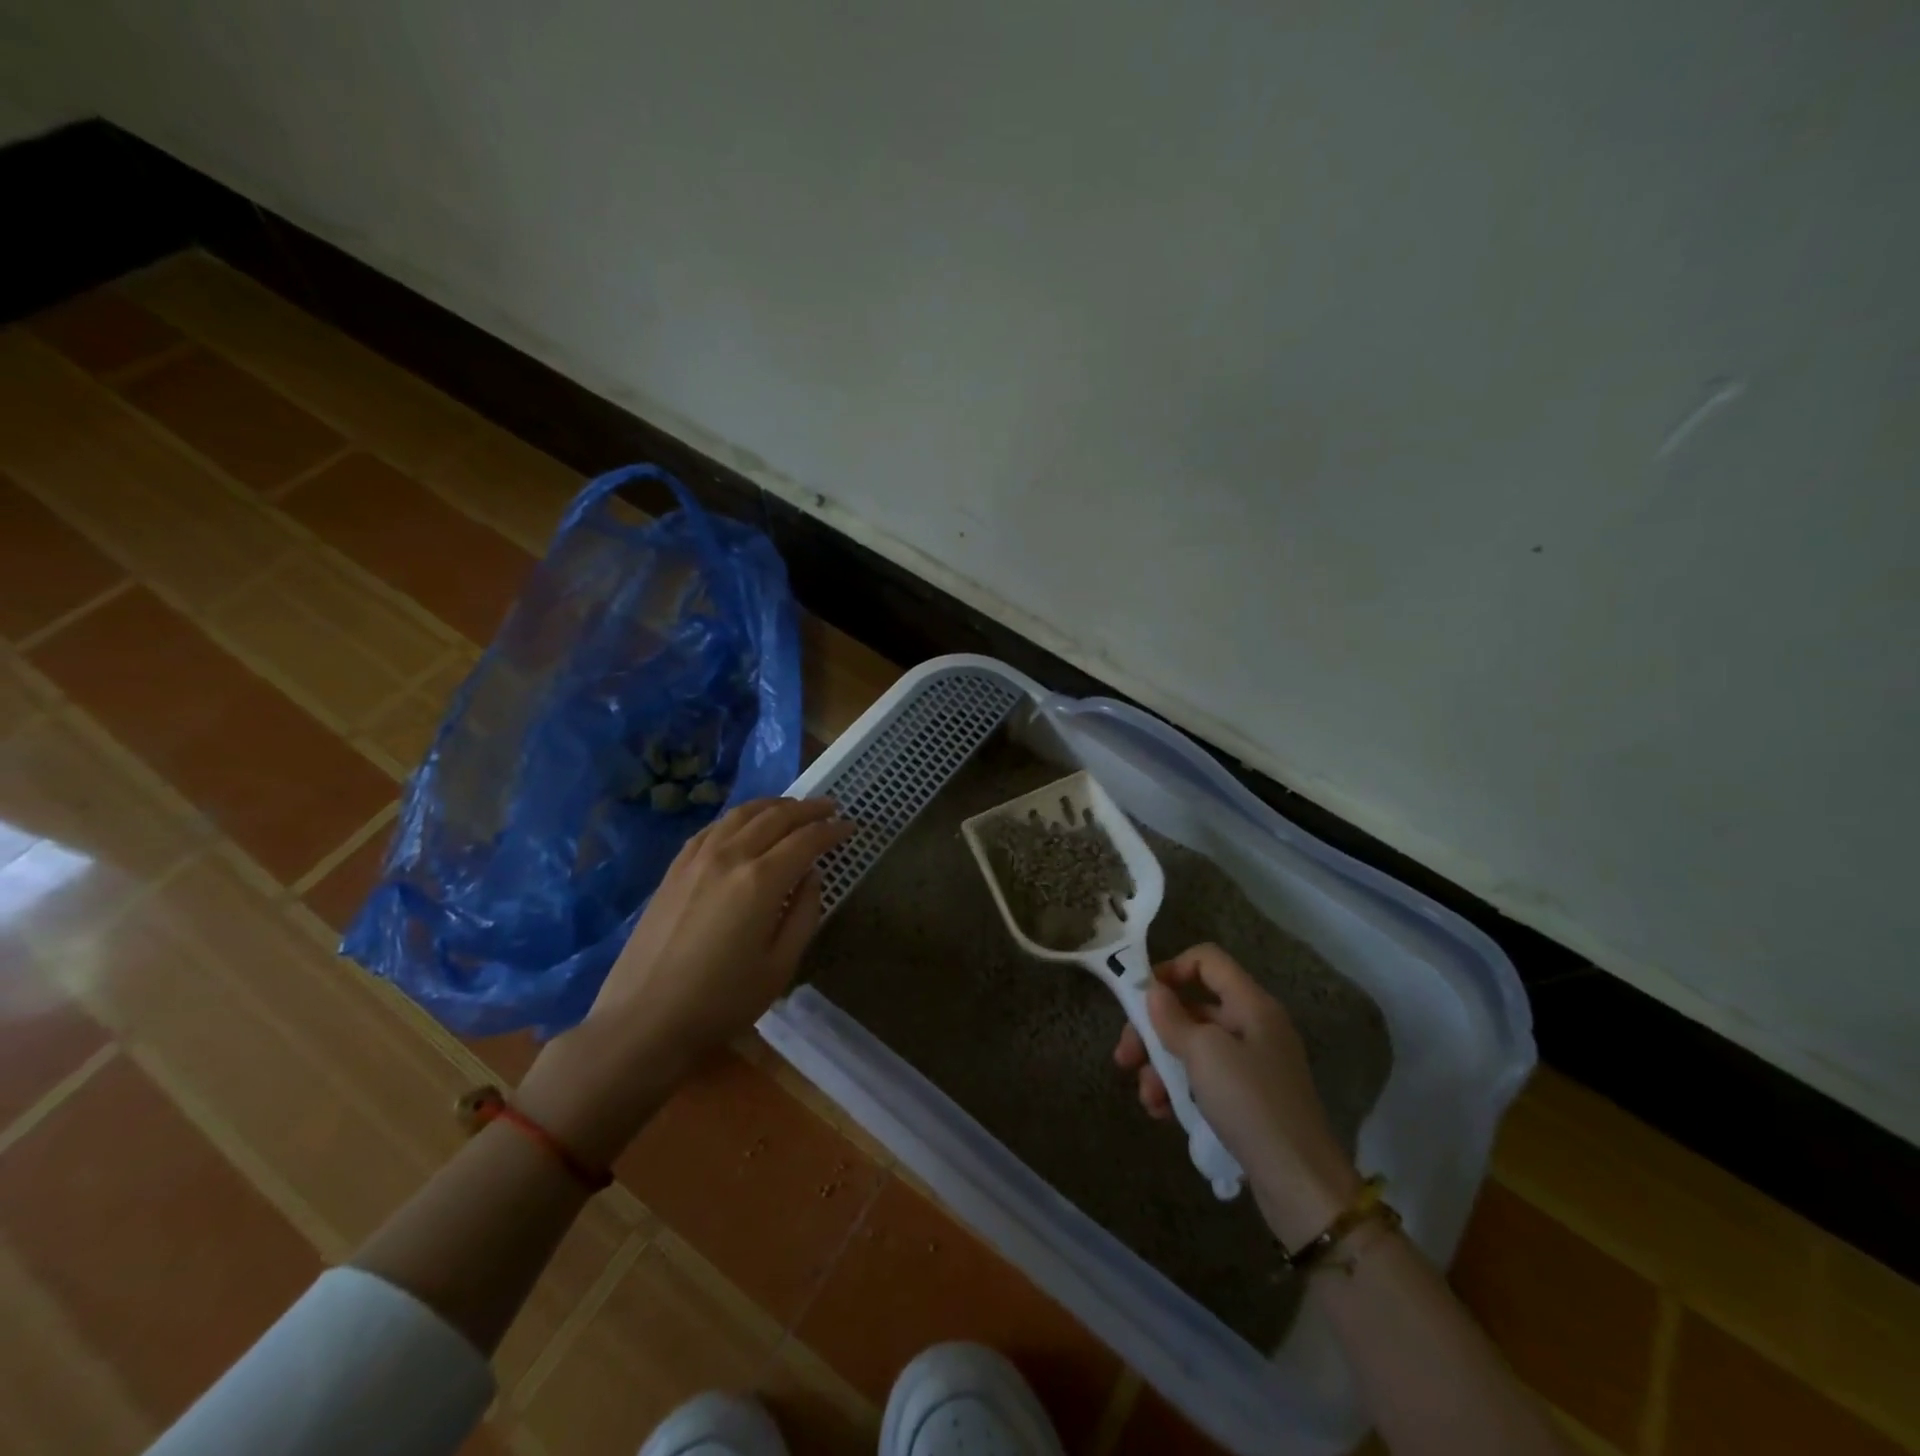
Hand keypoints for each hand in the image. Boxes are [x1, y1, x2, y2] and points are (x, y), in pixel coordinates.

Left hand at [519, 797, 851, 1162]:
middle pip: (775, 817)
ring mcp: (697, 859)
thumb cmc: (721, 1002)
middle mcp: (730, 857)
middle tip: (829, 807)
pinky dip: (737, 818)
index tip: (851, 827)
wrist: (643, 1021)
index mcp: (761, 880)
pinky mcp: (674, 869)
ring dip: (773, 805)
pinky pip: (712, 828)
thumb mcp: (779, 966)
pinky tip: (744, 824)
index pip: (806, 840)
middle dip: (807, 809)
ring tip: (792, 808)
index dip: (832, 830)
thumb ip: (803, 914)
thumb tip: (811, 877)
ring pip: (741, 814)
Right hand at [1114, 943, 1361, 1244]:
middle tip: (1125, 1057)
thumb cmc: (1250, 1103)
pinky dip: (1180, 1089)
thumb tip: (1153, 991)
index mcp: (1251, 1004)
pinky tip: (1162, 1113)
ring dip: (1161, 1067)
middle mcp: (1253, 1026)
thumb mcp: (1204, 1053)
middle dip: (1154, 1030)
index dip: (1171, 968)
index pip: (1207, 960)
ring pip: (1193, 1047)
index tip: (1140, 997)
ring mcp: (1252, 1064)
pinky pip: (1204, 1079)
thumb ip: (1173, 1018)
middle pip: (1192, 1007)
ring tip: (1147, 1098)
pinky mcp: (1247, 1099)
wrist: (1299, 1183)